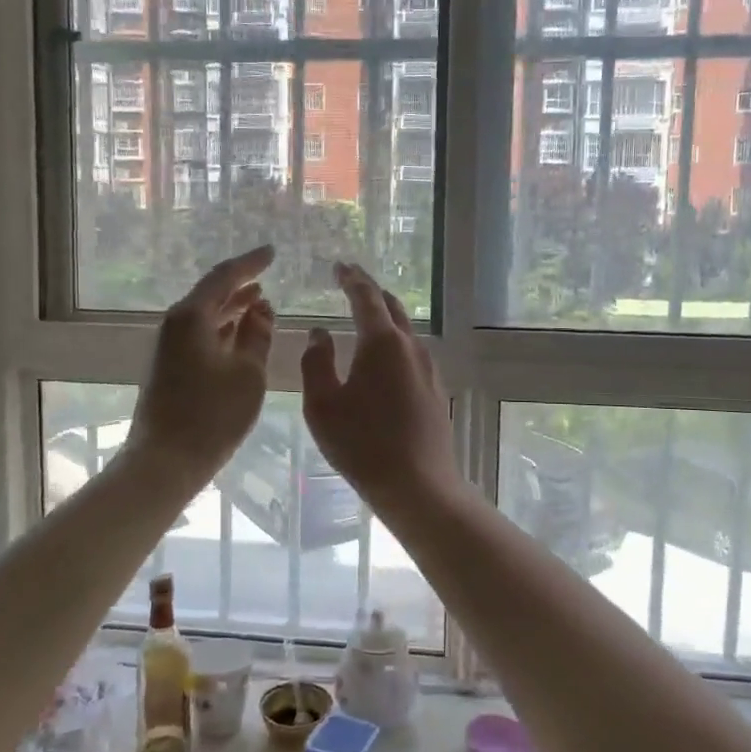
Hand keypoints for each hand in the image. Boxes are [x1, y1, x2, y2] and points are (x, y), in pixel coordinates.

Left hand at [126, 246, 276, 489]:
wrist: (165, 461)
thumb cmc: (212, 414)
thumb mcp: (247, 373)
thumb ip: (257, 335)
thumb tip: (262, 308)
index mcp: (191, 318)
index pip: (223, 277)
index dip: (250, 263)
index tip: (271, 252)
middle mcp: (175, 325)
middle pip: (210, 295)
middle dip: (240, 285)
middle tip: (267, 274)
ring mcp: (169, 347)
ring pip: (205, 317)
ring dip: (232, 308)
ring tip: (261, 302)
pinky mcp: (169, 368)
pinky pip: (200, 335)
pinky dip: (223, 330)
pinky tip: (241, 336)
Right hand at [301, 262, 462, 515]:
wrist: (418, 485)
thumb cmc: (362, 444)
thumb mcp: (322, 405)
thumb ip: (316, 363)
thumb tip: (320, 334)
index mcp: (382, 343)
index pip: (366, 297)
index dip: (351, 279)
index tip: (340, 266)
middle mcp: (410, 347)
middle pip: (392, 307)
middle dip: (371, 290)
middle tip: (351, 281)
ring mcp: (428, 368)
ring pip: (405, 330)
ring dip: (385, 316)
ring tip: (366, 314)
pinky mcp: (434, 389)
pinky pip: (411, 352)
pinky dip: (394, 341)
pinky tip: (383, 357)